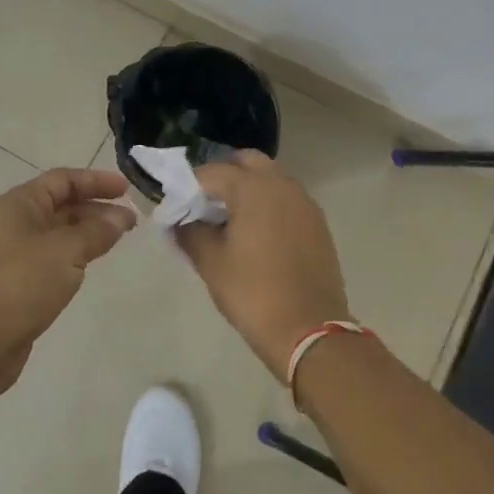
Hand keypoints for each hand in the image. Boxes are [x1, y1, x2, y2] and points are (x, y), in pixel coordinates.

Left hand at [0, 168, 136, 394]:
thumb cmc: (23, 283)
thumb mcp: (66, 251)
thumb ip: (97, 231)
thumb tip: (121, 217)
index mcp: (21, 204)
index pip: (63, 179)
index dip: (96, 181)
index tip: (127, 190)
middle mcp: (17, 222)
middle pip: (62, 203)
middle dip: (97, 207)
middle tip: (131, 220)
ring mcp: (18, 252)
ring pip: (61, 231)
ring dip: (90, 231)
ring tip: (120, 238)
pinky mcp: (23, 279)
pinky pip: (56, 255)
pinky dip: (78, 252)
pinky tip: (95, 261)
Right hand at [175, 152, 350, 375]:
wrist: (309, 330)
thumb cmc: (253, 293)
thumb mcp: (211, 263)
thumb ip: (190, 232)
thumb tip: (179, 221)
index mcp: (253, 188)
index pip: (212, 172)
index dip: (189, 186)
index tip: (176, 205)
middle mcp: (282, 185)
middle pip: (247, 163)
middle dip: (223, 176)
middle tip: (204, 205)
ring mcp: (304, 203)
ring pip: (270, 179)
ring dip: (248, 189)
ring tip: (229, 221)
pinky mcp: (317, 223)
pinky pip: (287, 200)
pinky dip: (268, 204)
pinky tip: (256, 234)